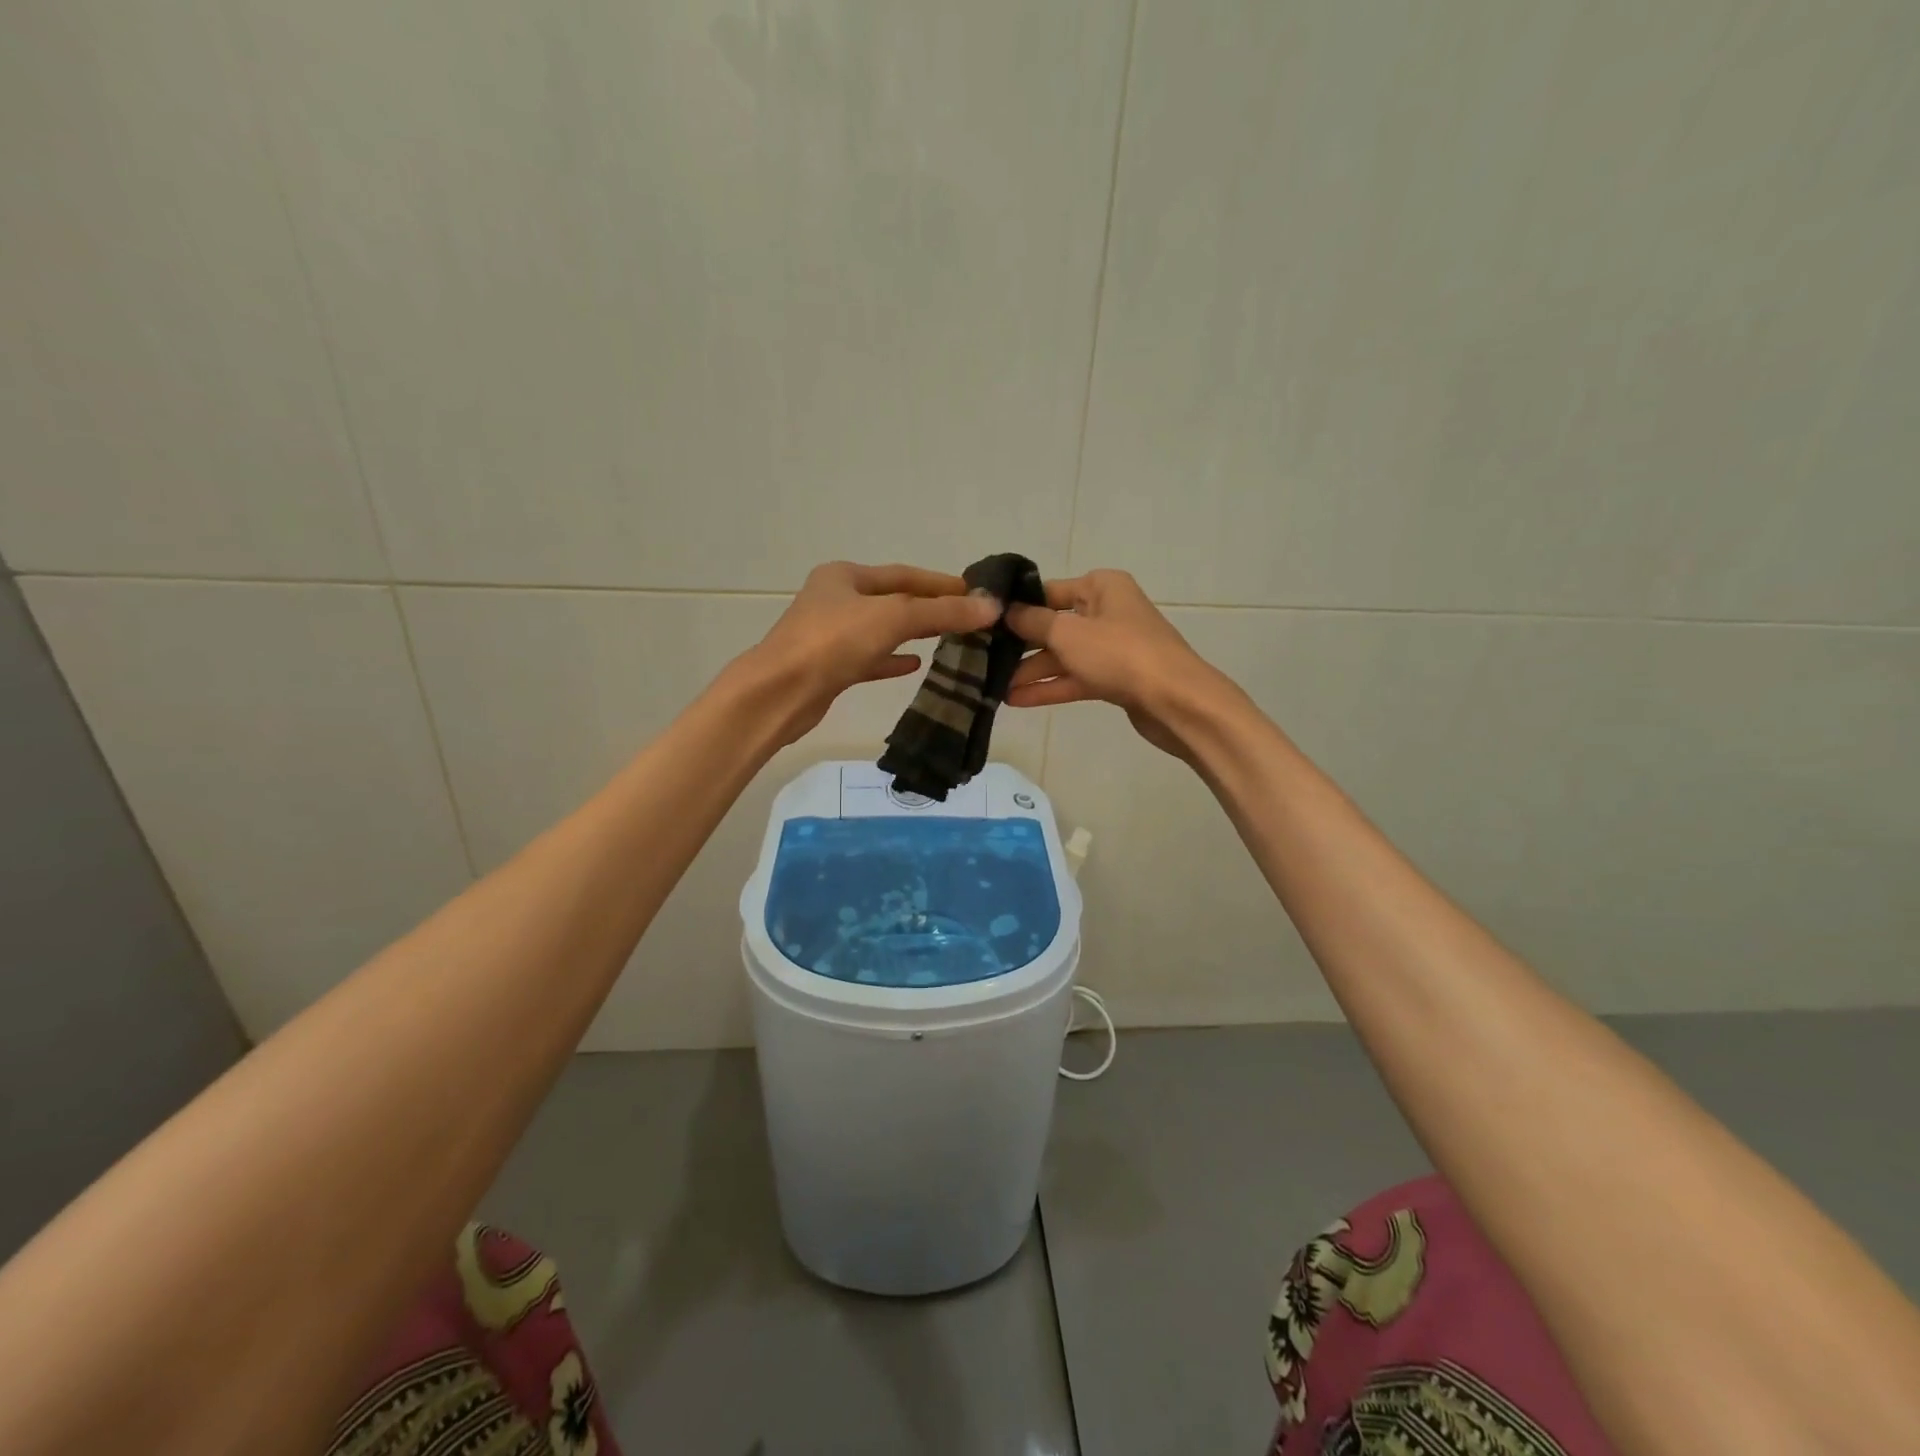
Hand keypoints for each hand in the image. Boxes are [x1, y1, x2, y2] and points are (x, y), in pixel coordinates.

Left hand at [739, 561, 999, 746]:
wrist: (780, 693)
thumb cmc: (834, 642)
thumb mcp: (893, 617)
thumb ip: (942, 612)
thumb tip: (991, 607)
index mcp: (845, 576)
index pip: (904, 574)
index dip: (941, 583)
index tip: (975, 593)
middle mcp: (836, 599)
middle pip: (893, 601)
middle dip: (930, 608)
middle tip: (968, 618)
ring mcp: (830, 635)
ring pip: (882, 630)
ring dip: (914, 633)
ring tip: (949, 639)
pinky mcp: (830, 667)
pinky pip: (870, 658)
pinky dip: (893, 660)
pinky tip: (916, 666)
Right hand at [1004, 569, 1226, 758]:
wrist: (1175, 700)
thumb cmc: (1120, 654)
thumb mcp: (1068, 633)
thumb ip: (1033, 622)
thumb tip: (1006, 610)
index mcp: (1101, 586)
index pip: (1049, 591)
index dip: (1018, 607)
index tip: (985, 623)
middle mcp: (1107, 611)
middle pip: (1055, 625)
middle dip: (1021, 645)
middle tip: (983, 659)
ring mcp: (1113, 647)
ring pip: (1064, 655)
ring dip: (1031, 671)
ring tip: (993, 687)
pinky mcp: (1115, 678)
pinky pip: (1076, 678)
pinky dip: (1050, 687)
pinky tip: (1016, 700)